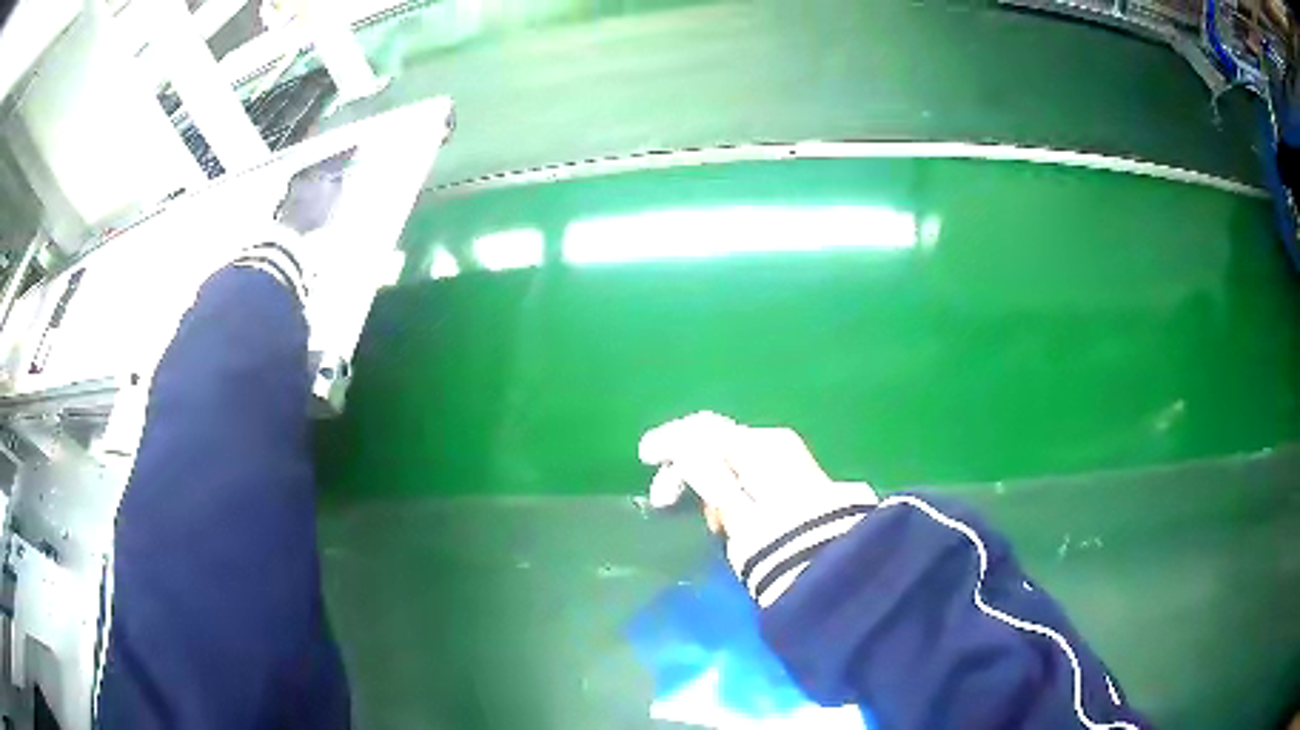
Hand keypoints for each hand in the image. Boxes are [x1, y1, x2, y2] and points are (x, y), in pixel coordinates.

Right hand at [639, 412, 877, 605]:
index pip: (704, 429)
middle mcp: (774, 445)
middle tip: (662, 502)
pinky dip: (728, 490)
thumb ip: (705, 472)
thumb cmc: (777, 539)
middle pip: (717, 443)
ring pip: (731, 461)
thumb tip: (681, 445)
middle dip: (686, 467)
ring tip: (703, 521)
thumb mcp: (735, 508)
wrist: (833, 564)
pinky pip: (748, 476)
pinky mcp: (794, 484)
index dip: (670, 440)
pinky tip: (725, 518)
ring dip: (707, 481)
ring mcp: (787, 462)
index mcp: (758, 445)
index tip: (644, 457)